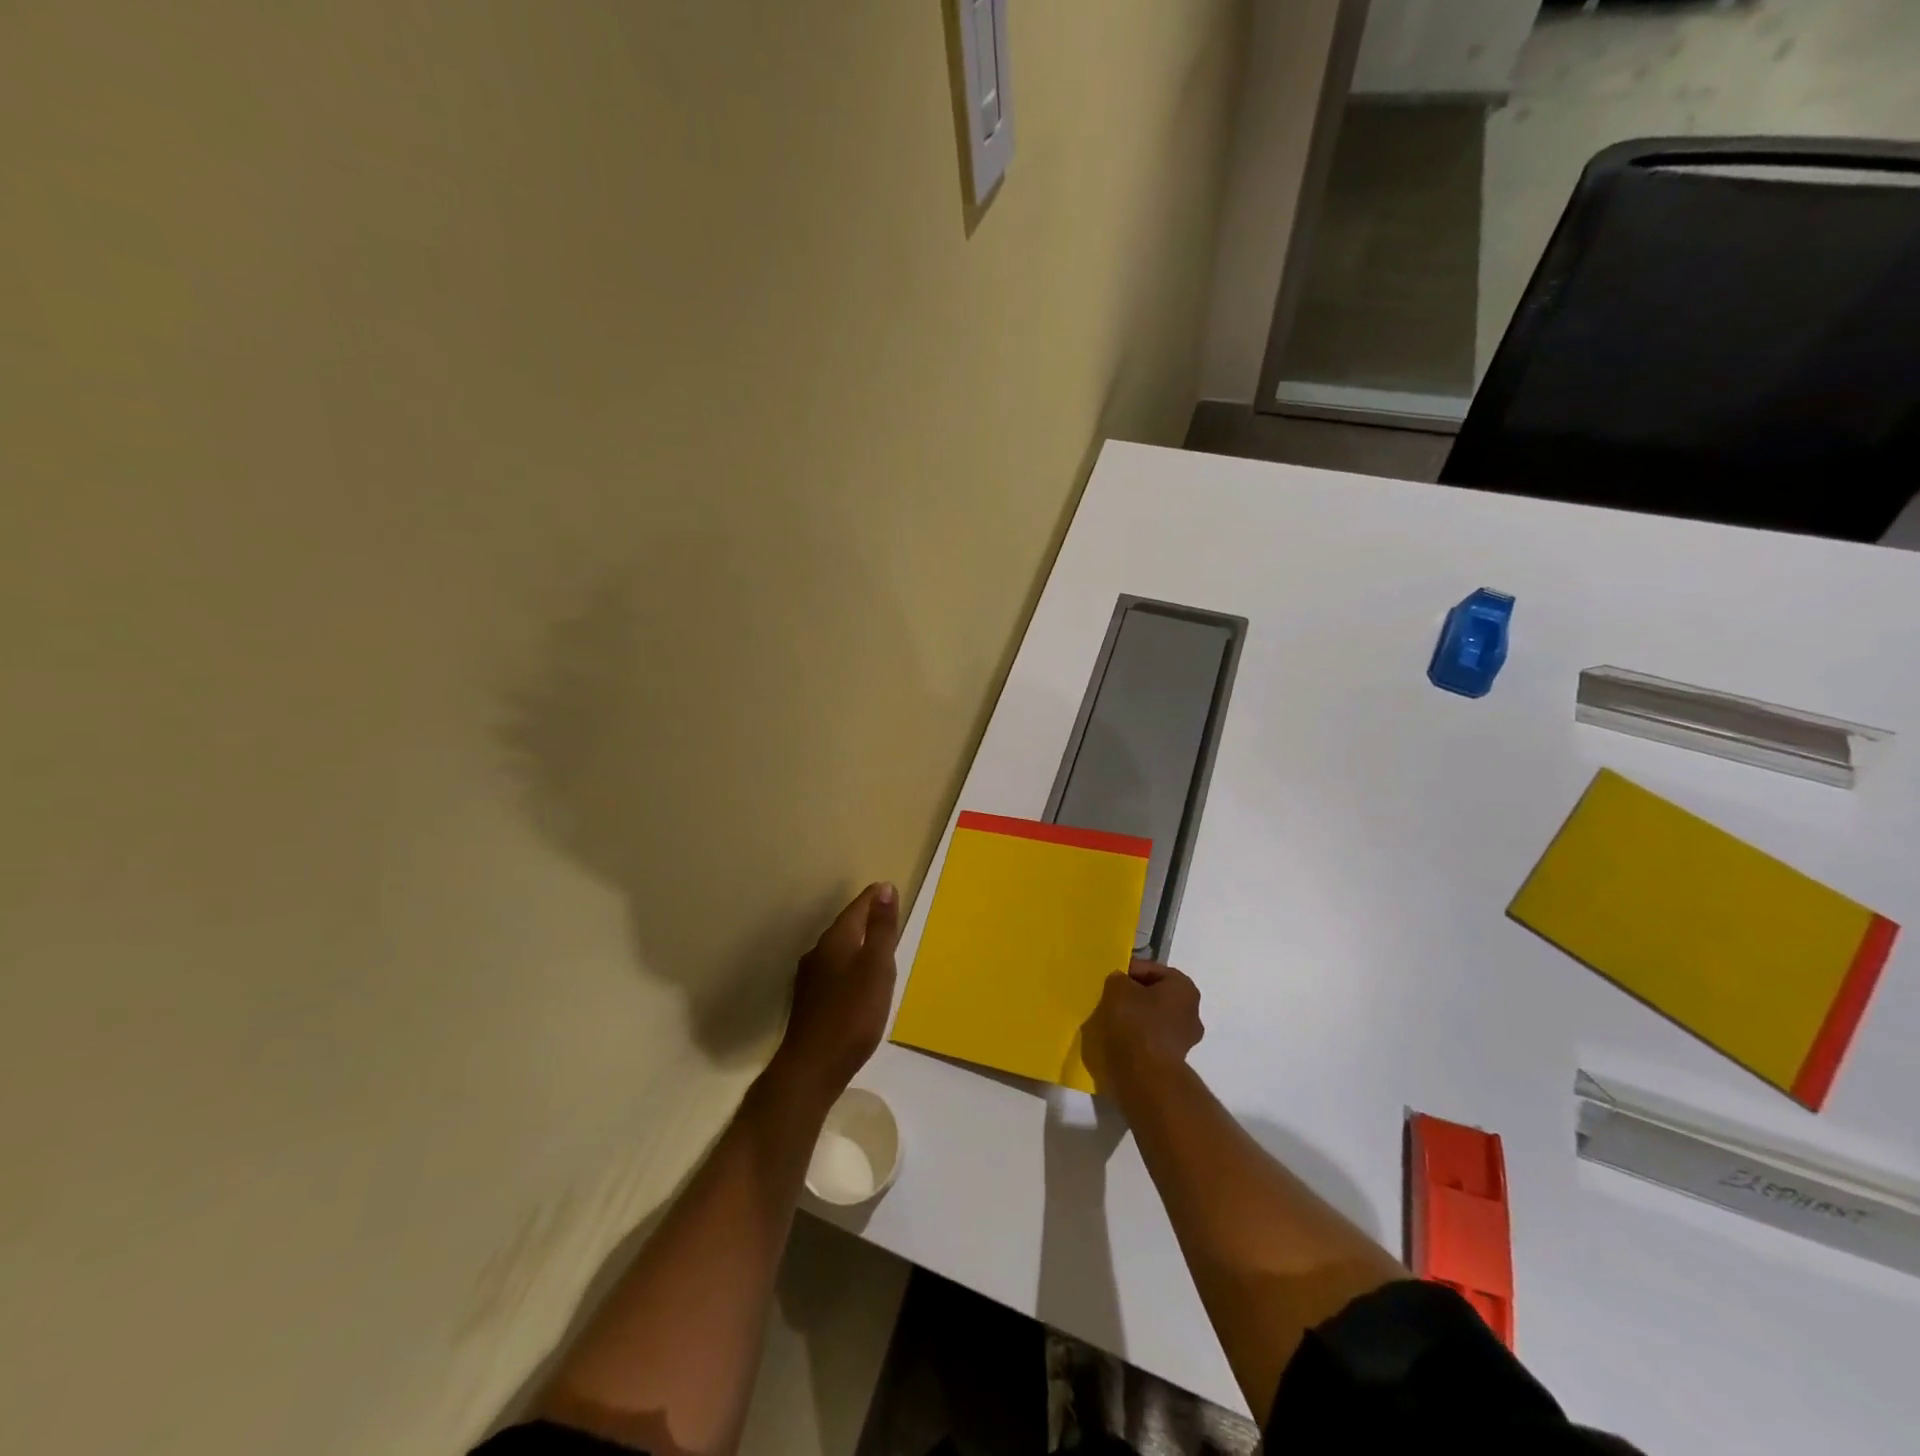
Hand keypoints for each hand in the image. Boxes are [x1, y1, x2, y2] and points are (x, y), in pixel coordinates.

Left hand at [770, 882, 900, 1105]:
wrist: (812, 1068)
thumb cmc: (852, 1015)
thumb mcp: (876, 967)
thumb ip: (881, 929)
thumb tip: (884, 888)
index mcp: (836, 941)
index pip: (856, 909)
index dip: (874, 899)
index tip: (888, 889)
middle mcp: (818, 954)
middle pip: (845, 927)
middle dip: (865, 918)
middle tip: (886, 913)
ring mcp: (810, 979)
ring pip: (838, 950)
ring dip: (856, 943)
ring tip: (876, 945)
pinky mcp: (810, 1003)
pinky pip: (833, 971)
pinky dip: (849, 966)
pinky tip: (857, 981)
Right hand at [1081, 959, 1203, 1098]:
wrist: (1145, 1074)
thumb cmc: (1136, 1022)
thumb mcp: (1118, 988)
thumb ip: (1119, 979)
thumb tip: (1122, 983)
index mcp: (1184, 987)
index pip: (1152, 970)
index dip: (1129, 971)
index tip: (1111, 979)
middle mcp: (1192, 1011)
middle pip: (1156, 995)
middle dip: (1135, 995)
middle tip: (1112, 998)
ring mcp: (1186, 1038)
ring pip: (1154, 1018)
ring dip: (1136, 1018)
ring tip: (1113, 1020)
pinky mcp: (1175, 1060)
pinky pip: (1152, 1039)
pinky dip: (1138, 1037)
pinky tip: (1120, 1039)